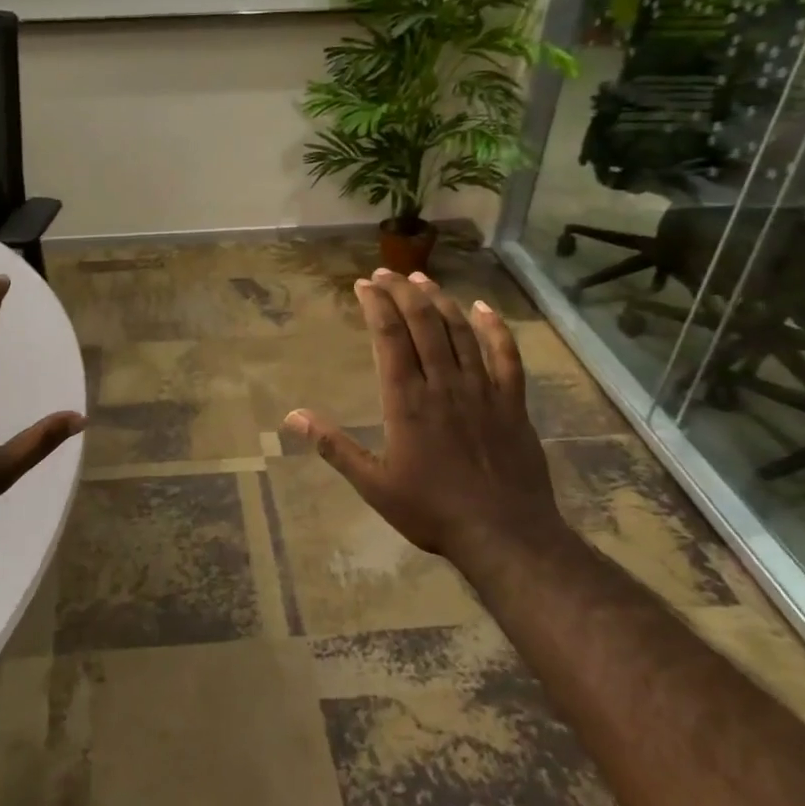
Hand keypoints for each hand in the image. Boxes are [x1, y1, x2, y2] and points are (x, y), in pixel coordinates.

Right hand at [283, 269, 564, 564]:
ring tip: (421, 279)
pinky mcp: (512, 402)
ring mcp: (482, 390)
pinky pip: (505, 355)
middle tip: (386, 272)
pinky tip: (483, 308)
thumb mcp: (373, 484)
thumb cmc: (432, 510)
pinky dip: (494, 328)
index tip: (363, 284)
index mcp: (406, 401)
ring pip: (460, 331)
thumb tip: (292, 417)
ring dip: (439, 300)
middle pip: (423, 323)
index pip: (389, 338)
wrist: (504, 533)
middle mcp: (443, 384)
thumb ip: (334, 447)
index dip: (376, 305)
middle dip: (402, 291)